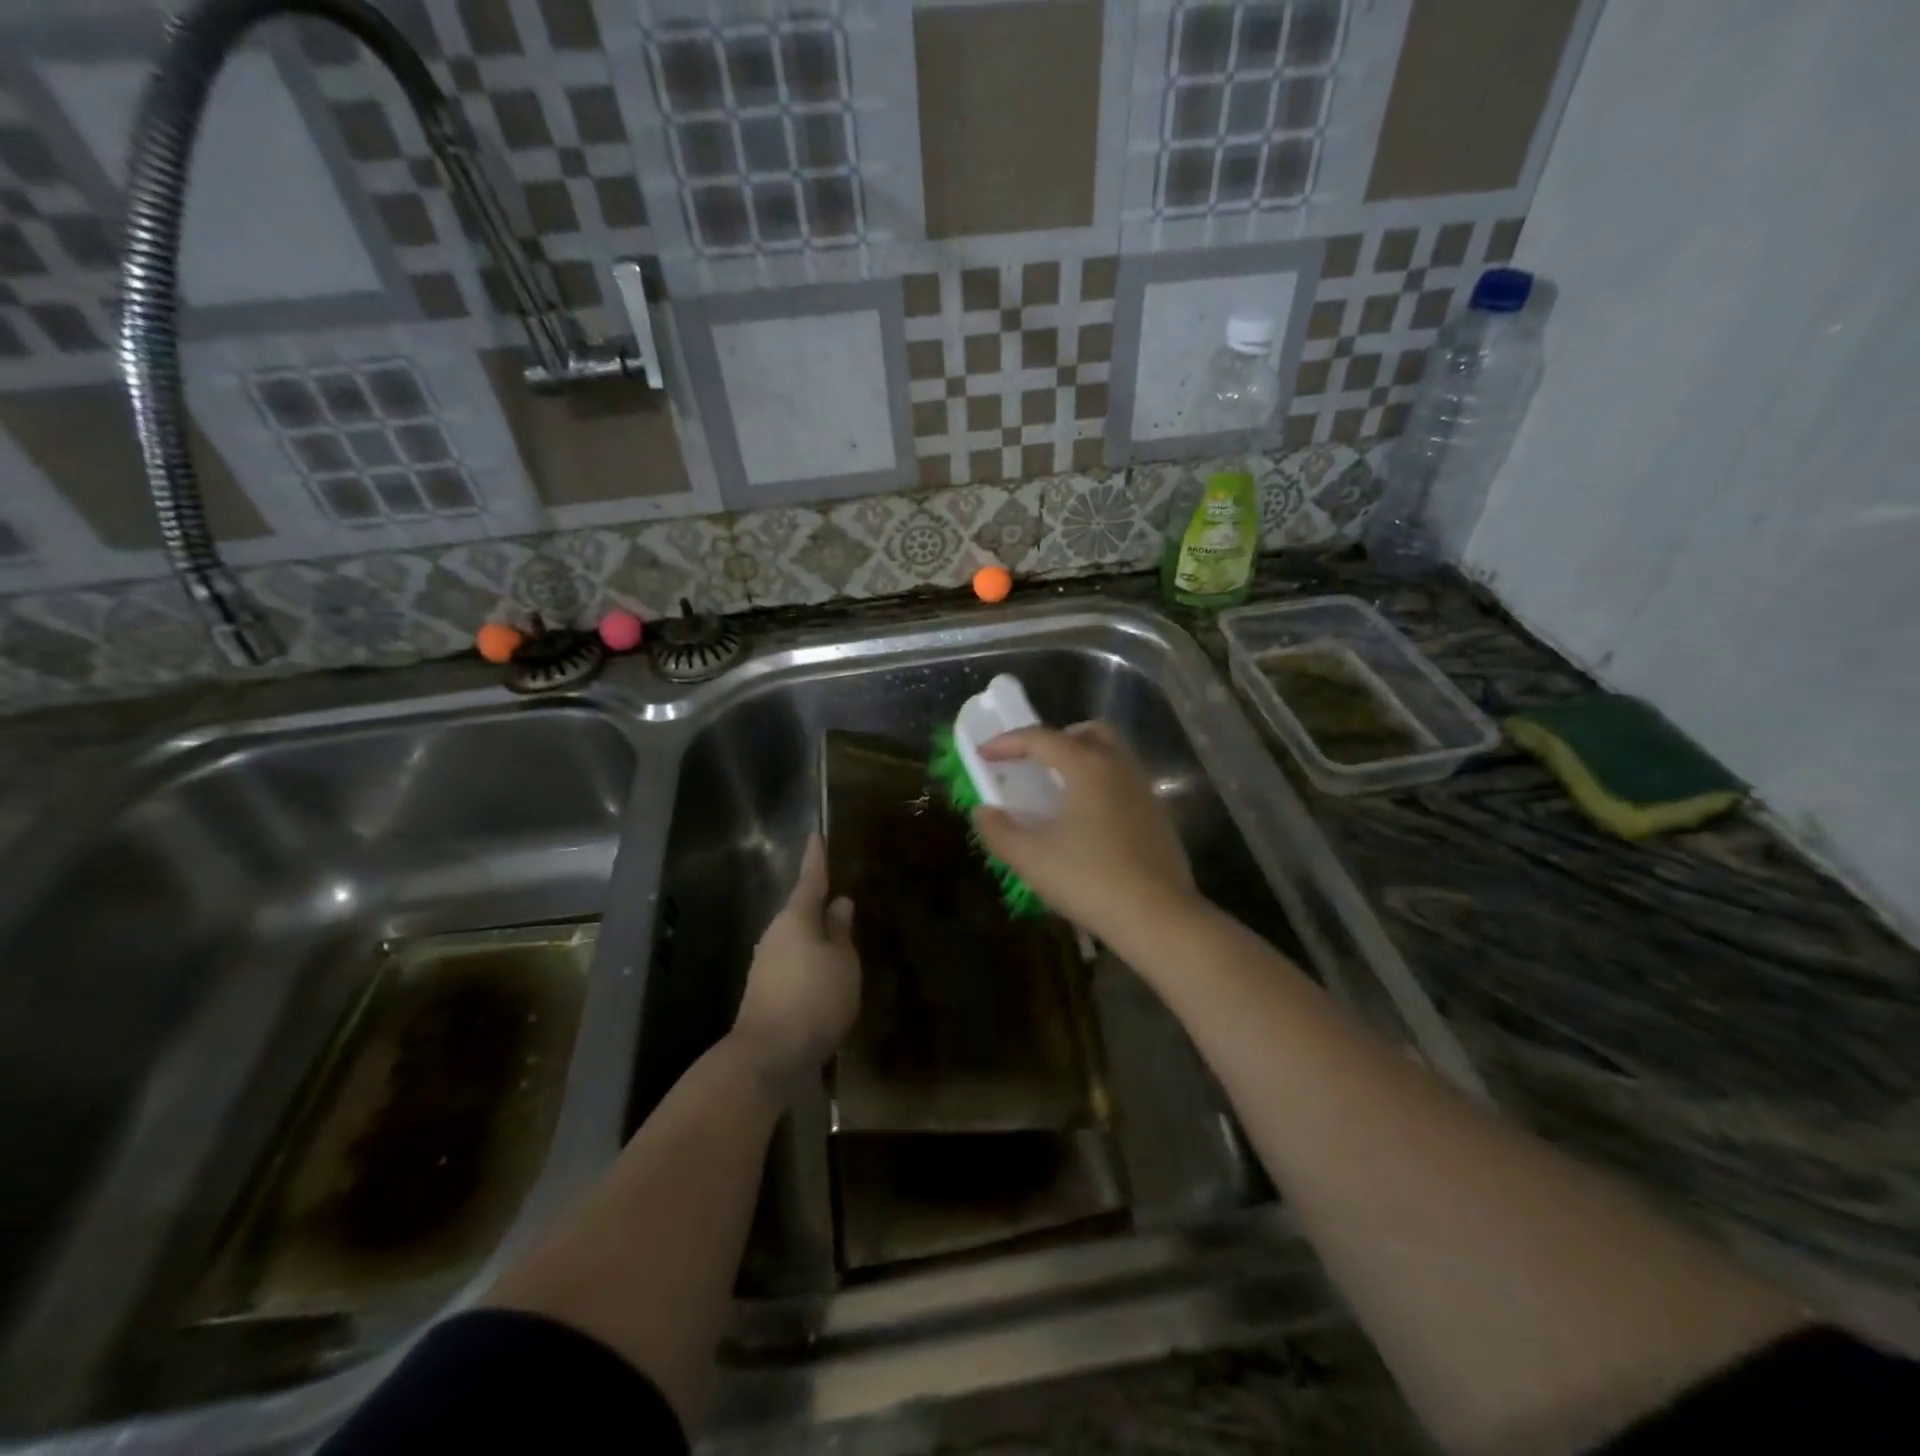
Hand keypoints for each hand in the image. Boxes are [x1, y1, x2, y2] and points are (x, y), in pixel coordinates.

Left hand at [731, 834, 860, 1094]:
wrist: (769, 1056)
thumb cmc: (814, 998)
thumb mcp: (842, 962)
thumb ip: (841, 931)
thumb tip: (839, 904)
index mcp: (796, 919)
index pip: (810, 879)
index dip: (816, 858)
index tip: (816, 835)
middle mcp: (776, 936)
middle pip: (801, 912)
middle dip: (820, 906)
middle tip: (842, 897)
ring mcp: (767, 965)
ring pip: (798, 941)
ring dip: (817, 939)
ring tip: (842, 941)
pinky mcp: (767, 992)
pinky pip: (795, 965)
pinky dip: (812, 964)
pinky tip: (828, 978)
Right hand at [973, 723, 1197, 943]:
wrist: (1157, 917)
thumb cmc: (1088, 879)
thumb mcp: (1030, 858)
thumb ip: (999, 830)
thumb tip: (983, 811)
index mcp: (1087, 766)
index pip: (1041, 738)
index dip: (1007, 743)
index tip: (983, 754)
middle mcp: (1119, 767)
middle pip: (1089, 732)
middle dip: (1056, 739)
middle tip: (1033, 762)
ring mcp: (1145, 790)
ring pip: (1113, 755)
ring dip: (1082, 760)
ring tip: (1058, 791)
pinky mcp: (1159, 816)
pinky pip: (1125, 782)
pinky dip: (1101, 785)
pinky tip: (1088, 820)